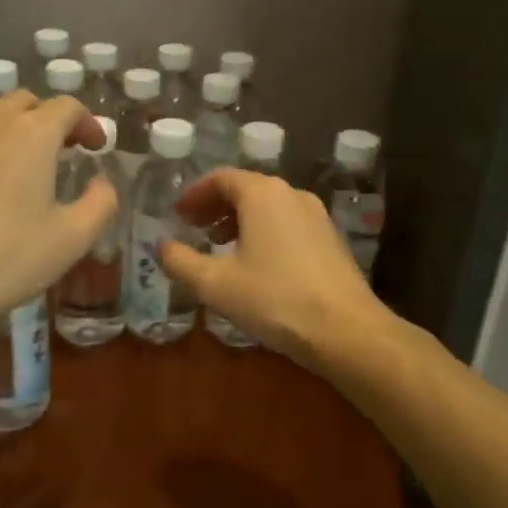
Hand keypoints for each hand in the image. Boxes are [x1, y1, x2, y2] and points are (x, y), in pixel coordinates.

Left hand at [0, 93, 114, 345]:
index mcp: (32, 134)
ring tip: (21, 167)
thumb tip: (101, 182)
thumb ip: (101, 201)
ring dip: (11, 131)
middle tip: (62, 152)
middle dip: (48, 120)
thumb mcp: (74, 237)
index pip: (67, 107)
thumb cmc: (10, 259)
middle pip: (24, 103)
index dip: (88, 123)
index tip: (95, 148)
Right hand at [157, 169, 389, 366]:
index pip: (221, 178)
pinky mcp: (331, 239)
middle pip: (246, 188)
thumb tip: (161, 246)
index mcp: (262, 194)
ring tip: (220, 246)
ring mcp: (317, 216)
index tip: (178, 215)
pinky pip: (288, 223)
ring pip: (269, 207)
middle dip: (216, 206)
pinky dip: (264, 231)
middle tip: (194, 228)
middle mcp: (292, 194)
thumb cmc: (275, 299)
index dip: (195, 194)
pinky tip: (256, 264)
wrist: (346, 330)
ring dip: (240, 220)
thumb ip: (181, 262)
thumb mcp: (216, 285)